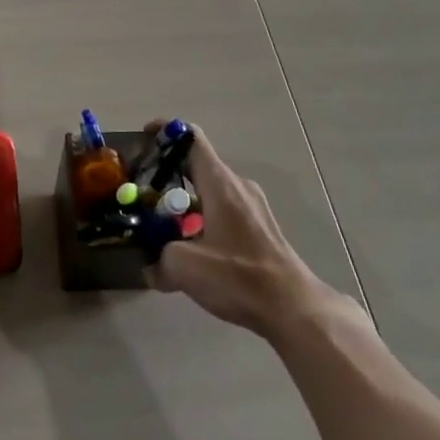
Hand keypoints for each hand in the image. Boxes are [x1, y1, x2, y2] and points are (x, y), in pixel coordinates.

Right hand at [147, 122, 368, 342]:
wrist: (295, 308)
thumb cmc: (239, 276)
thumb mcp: (185, 267)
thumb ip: (159, 259)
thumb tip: (151, 266)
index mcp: (219, 183)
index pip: (191, 137)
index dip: (165, 130)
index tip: (144, 139)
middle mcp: (237, 185)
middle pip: (197, 165)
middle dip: (168, 175)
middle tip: (144, 193)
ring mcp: (253, 207)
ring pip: (210, 192)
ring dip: (185, 204)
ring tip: (164, 228)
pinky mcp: (261, 228)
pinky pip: (224, 211)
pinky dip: (203, 220)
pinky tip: (193, 252)